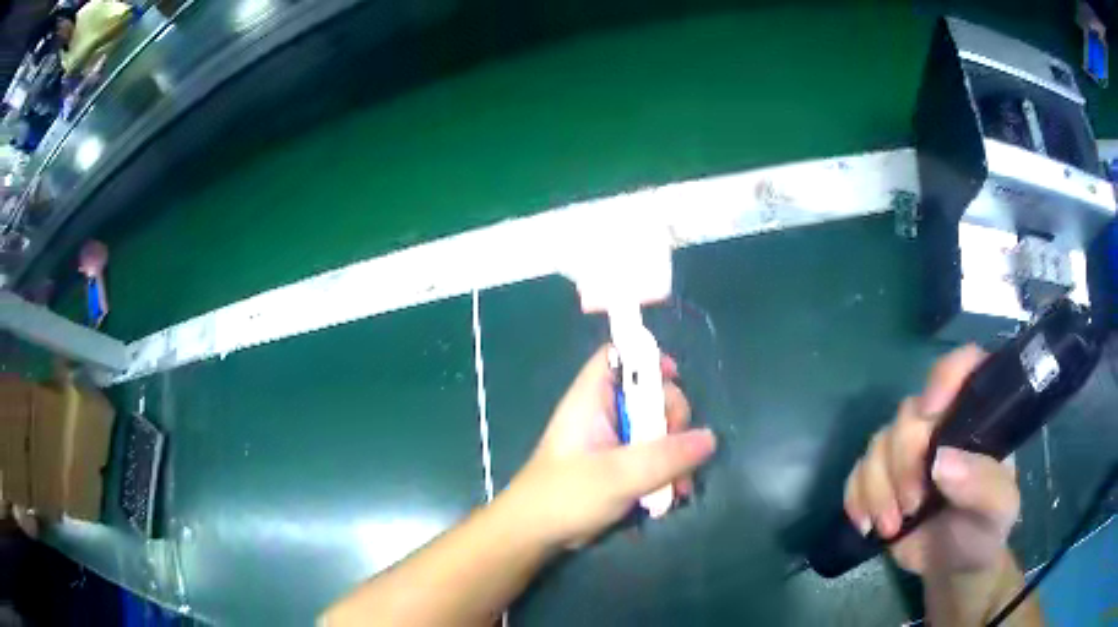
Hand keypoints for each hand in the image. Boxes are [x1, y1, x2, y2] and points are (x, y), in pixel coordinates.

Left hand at [505, 345, 716, 548]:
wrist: (536, 534)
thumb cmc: (567, 495)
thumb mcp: (619, 475)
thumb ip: (666, 456)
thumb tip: (709, 438)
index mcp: (592, 400)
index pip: (617, 356)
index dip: (646, 358)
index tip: (675, 378)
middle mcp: (603, 414)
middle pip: (649, 394)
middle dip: (673, 420)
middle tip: (682, 450)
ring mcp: (611, 441)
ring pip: (655, 429)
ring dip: (675, 454)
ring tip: (681, 486)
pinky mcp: (617, 466)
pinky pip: (651, 456)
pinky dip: (665, 471)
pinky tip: (673, 494)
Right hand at [843, 345, 1020, 574]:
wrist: (952, 567)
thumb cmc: (984, 531)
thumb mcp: (998, 510)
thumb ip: (982, 483)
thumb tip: (941, 462)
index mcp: (975, 417)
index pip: (963, 366)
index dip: (945, 378)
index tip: (931, 413)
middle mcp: (940, 423)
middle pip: (909, 414)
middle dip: (904, 463)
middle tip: (912, 505)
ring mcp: (907, 450)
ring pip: (877, 443)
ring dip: (878, 488)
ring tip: (892, 527)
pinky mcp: (881, 478)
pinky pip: (856, 472)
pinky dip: (857, 499)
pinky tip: (868, 525)